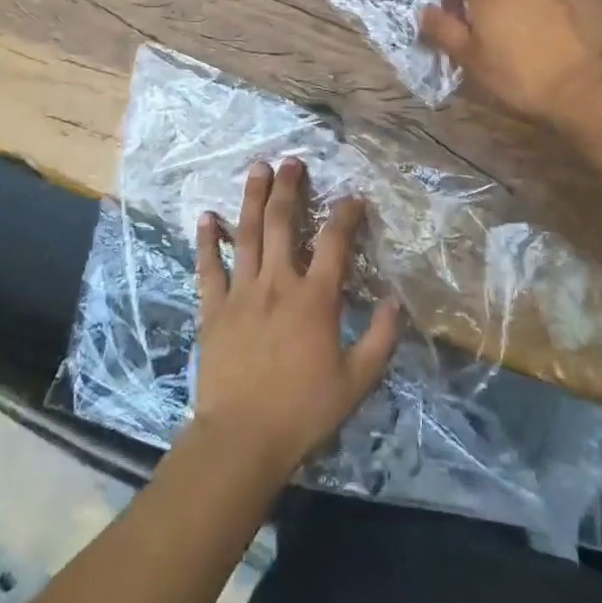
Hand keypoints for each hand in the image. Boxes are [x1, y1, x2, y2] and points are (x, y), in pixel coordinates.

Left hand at [190, 159, 400, 482]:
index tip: (354, 197)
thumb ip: (380, 340)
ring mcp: (242, 293)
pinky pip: (209, 268)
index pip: (335, 242)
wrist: (241, 440)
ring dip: (253, 199)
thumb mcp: (356, 382)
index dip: (346, 214)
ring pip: (247, 235)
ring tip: (257, 169)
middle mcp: (278, 283)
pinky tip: (206, 217)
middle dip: (289, 189)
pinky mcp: (213, 309)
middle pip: (284, 224)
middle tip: (292, 161)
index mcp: (315, 299)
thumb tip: (394, 301)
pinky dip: (207, 241)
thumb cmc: (303, 412)